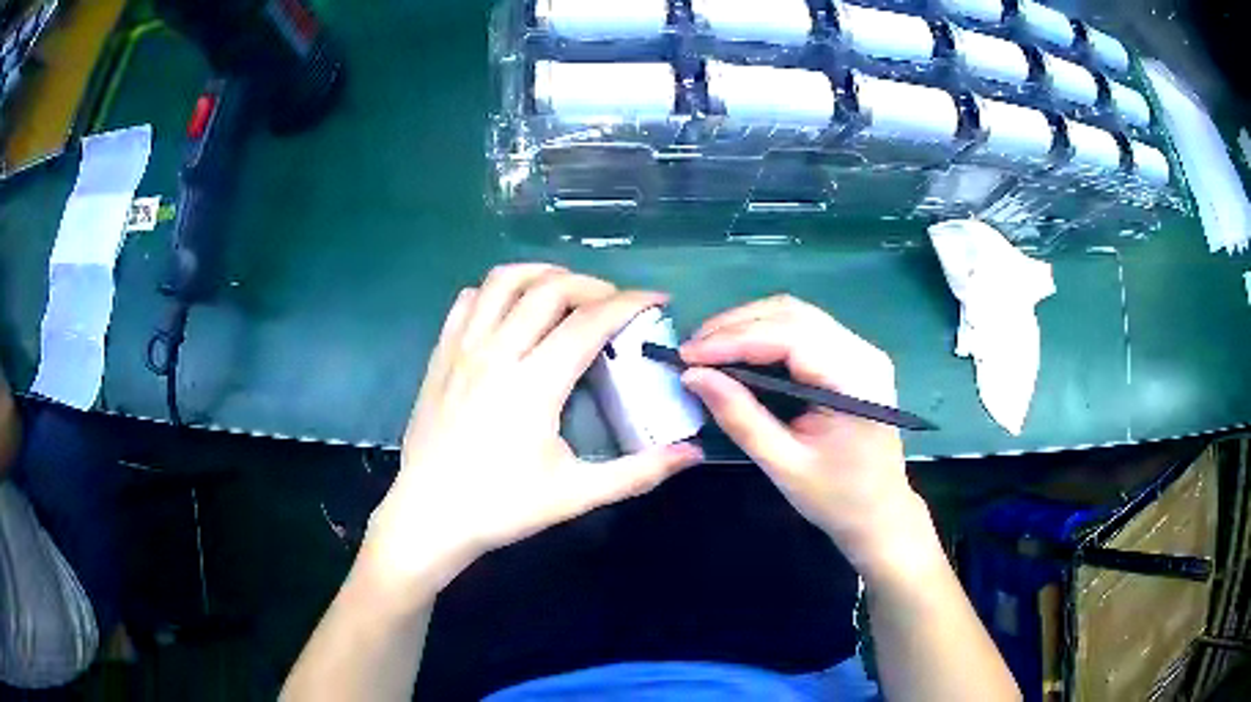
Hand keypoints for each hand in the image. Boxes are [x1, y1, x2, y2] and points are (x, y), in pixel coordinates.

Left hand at [360, 264, 702, 604]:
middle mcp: (497, 353)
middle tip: (614, 304)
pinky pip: (468, 301)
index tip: (656, 300)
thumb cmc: (501, 508)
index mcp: (534, 385)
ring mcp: (462, 349)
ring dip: (542, 274)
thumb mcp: (575, 495)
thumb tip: (693, 454)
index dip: (630, 303)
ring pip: (503, 281)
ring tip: (565, 292)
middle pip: (550, 288)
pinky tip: (511, 311)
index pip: (590, 322)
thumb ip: (638, 472)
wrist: (428, 518)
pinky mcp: (439, 356)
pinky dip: (496, 292)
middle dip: (593, 284)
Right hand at [680, 295, 930, 580]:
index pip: (790, 337)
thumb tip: (694, 376)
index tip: (687, 354)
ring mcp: (861, 351)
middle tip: (692, 349)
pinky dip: (766, 334)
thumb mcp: (783, 465)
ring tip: (708, 347)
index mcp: (854, 381)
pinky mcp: (852, 356)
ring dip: (749, 325)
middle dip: (736, 326)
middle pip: (793, 314)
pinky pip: (804, 329)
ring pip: (796, 315)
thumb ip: (740, 417)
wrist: (880, 513)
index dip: (734, 339)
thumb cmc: (836, 498)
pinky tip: (739, 350)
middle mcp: (863, 353)